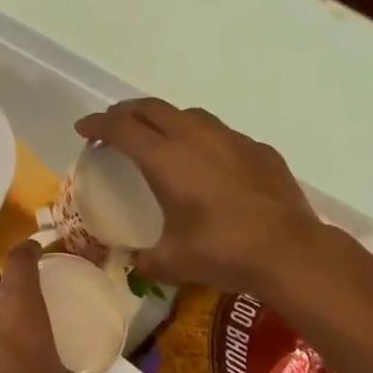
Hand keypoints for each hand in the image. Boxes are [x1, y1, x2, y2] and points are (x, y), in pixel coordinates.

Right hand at [75, 99, 321, 294]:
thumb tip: (138, 263)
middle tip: (113, 127)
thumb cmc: (222, 252)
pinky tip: (208, 164)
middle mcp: (195, 138)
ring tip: (159, 139)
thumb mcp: (171, 263)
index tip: (83, 129)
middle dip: (126, 112)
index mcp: (165, 159)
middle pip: (152, 108)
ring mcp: (231, 140)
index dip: (97, 125)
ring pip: (189, 115)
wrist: (289, 251)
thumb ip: (145, 260)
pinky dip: (203, 140)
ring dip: (165, 120)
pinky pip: (222, 135)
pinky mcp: (259, 150)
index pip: (121, 128)